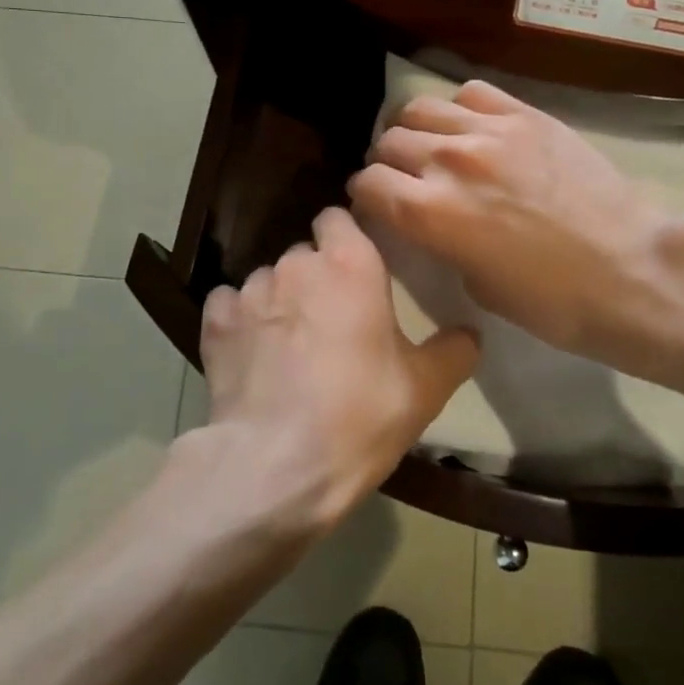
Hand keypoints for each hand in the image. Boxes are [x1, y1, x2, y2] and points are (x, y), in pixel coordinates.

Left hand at [196, 207, 478, 533]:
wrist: (277, 466)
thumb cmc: (360, 415)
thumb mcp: (425, 389)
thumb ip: (453, 350)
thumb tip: (468, 333)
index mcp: (350, 263)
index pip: (338, 217)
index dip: (345, 238)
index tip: (357, 268)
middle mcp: (296, 263)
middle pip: (305, 253)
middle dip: (316, 277)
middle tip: (331, 320)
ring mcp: (251, 291)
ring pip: (268, 280)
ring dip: (280, 301)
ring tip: (289, 345)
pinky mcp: (215, 323)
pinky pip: (229, 306)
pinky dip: (239, 322)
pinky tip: (251, 353)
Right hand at [348, 80, 683, 368]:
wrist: (633, 271)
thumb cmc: (554, 301)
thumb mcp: (478, 285)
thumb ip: (442, 240)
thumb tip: (432, 218)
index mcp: (429, 213)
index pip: (368, 183)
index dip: (366, 195)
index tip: (377, 203)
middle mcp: (448, 161)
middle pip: (389, 141)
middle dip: (388, 162)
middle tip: (405, 177)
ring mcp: (490, 131)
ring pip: (421, 108)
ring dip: (416, 130)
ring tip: (433, 146)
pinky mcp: (527, 115)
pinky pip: (472, 93)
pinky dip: (460, 109)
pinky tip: (474, 129)